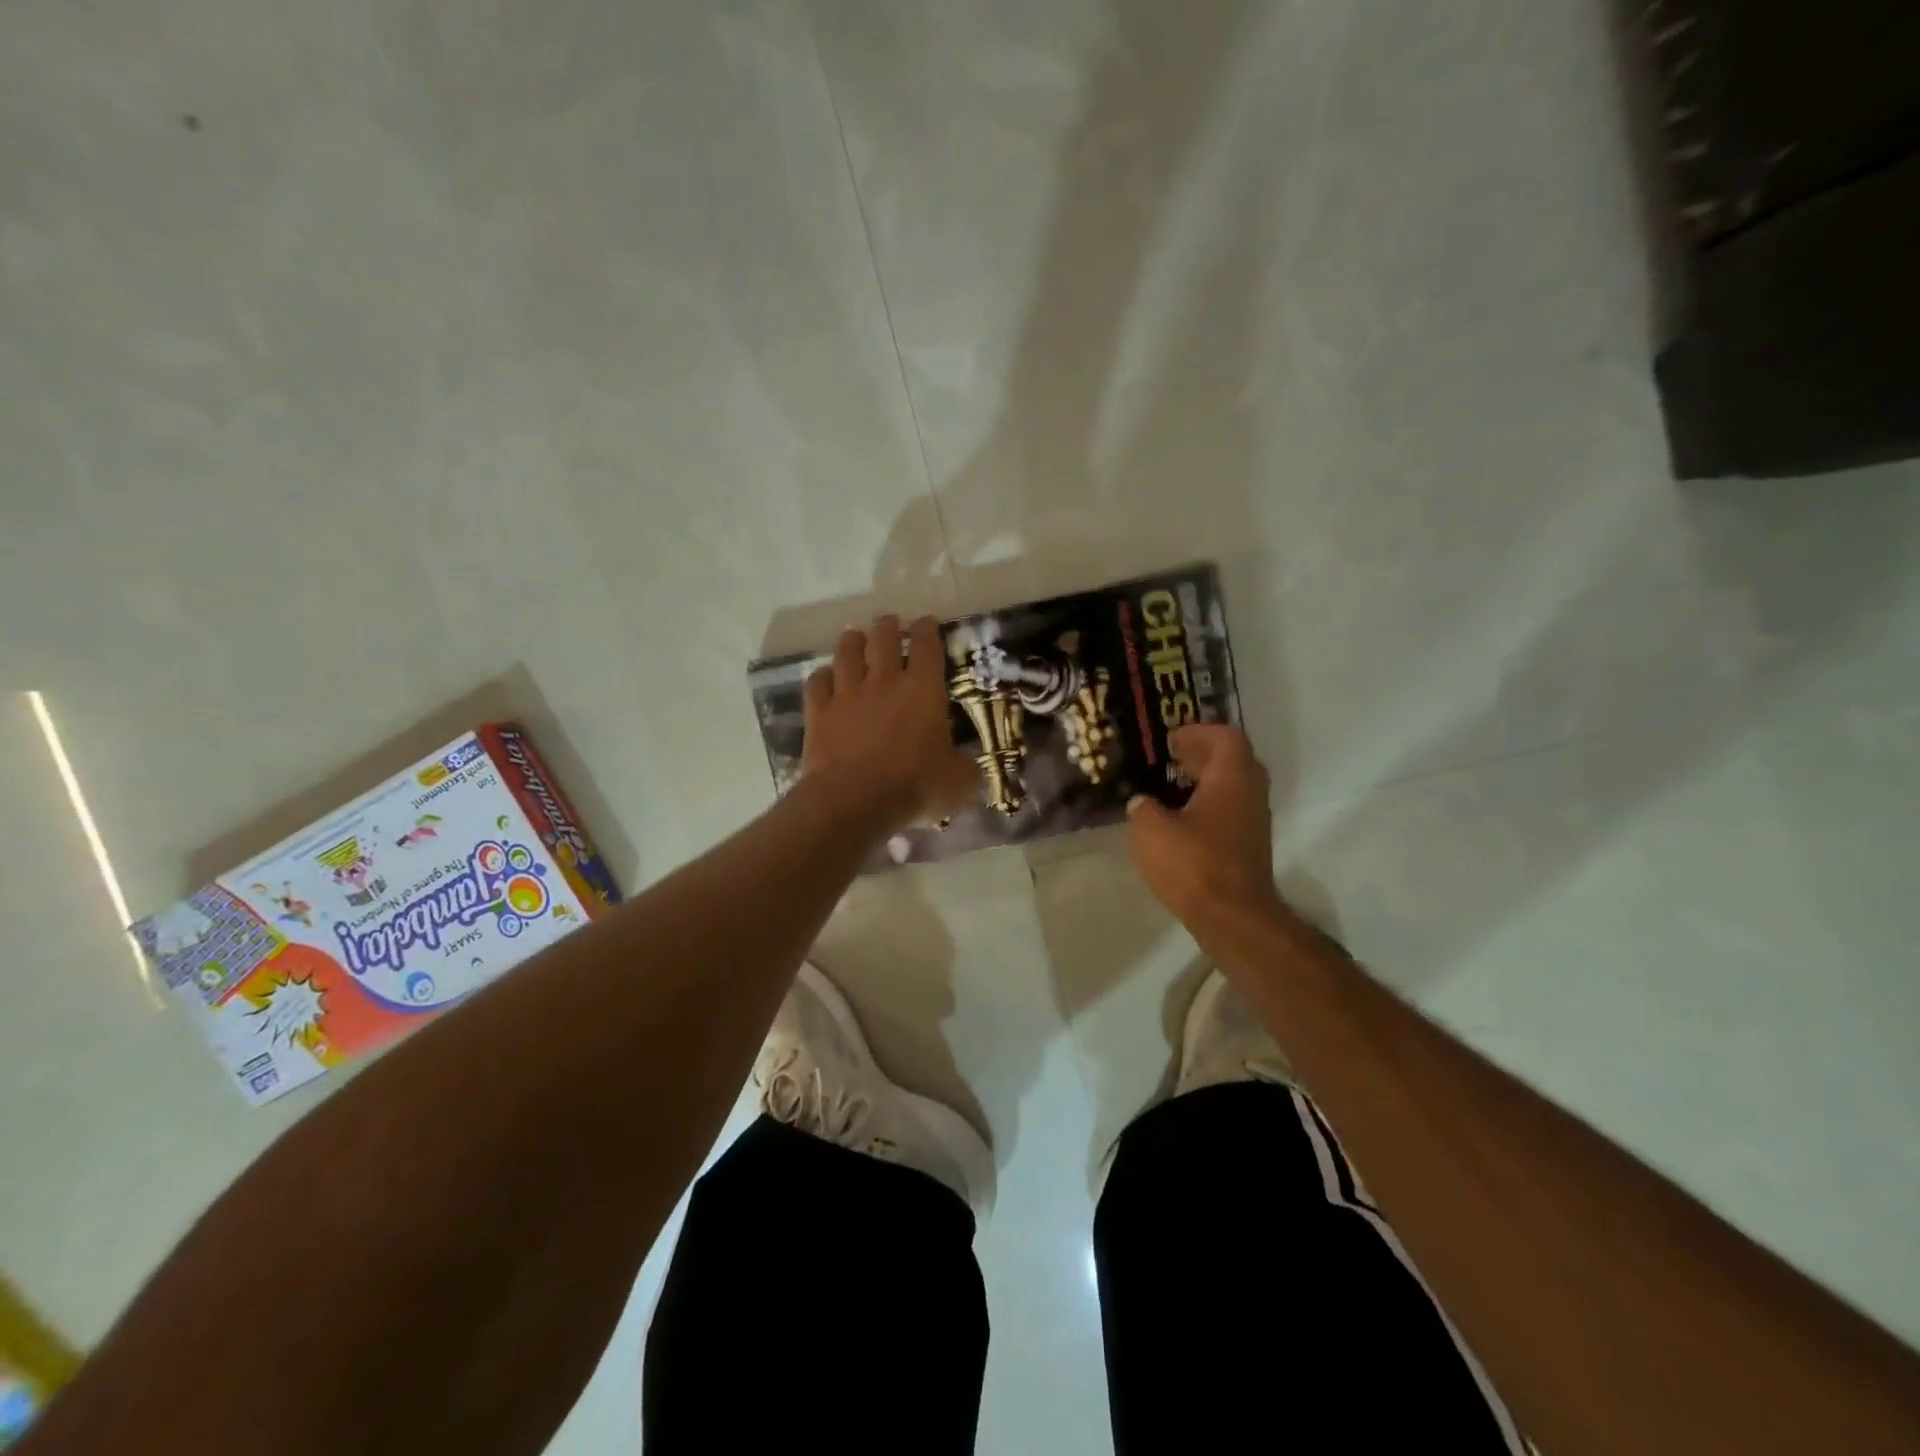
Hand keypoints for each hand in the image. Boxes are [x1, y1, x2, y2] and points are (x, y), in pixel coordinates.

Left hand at [800, 615, 979, 832]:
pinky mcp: (819, 712)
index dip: (928, 630)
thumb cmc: (915, 785)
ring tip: (855, 634)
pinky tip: (824, 675)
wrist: (855, 798)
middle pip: (884, 639)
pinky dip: (821, 676)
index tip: (927, 621)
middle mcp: (884, 681)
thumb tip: (971, 767)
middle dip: (889, 626)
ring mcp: (847, 694)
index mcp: (923, 689)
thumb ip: (967, 768)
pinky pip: (817, 683)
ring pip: (847, 654)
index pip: (927, 647)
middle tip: (891, 621)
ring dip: (852, 641)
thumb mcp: (958, 782)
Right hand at [1126, 725, 1283, 927]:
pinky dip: (1208, 804)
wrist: (1234, 918)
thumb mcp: (1151, 830)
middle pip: (1233, 760)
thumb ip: (1143, 808)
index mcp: (1231, 778)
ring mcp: (1254, 821)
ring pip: (1233, 787)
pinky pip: (1230, 810)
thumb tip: (1142, 803)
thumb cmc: (1194, 864)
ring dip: (1206, 780)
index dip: (1199, 732)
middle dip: (1203, 754)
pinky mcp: (1249, 846)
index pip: (1226, 737)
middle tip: (1171, 757)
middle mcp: (1250, 793)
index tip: (1172, 739)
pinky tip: (1180, 820)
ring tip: (1170, 786)